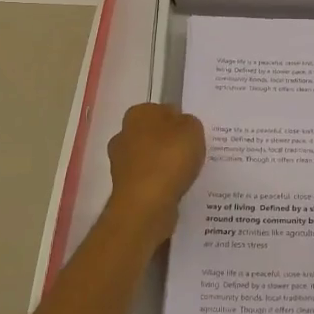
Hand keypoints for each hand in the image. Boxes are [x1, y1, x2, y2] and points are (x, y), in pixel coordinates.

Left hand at [106, 103, 205, 241]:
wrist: (146, 204)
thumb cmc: (169, 158)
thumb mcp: (193, 129)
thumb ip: (189, 122)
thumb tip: (181, 126)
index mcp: (138, 113)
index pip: (162, 110)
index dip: (179, 120)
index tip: (192, 134)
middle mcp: (123, 134)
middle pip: (153, 134)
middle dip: (168, 142)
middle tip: (191, 153)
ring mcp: (120, 162)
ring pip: (149, 158)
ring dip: (163, 164)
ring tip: (186, 174)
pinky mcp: (124, 187)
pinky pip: (148, 180)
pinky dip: (160, 183)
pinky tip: (175, 189)